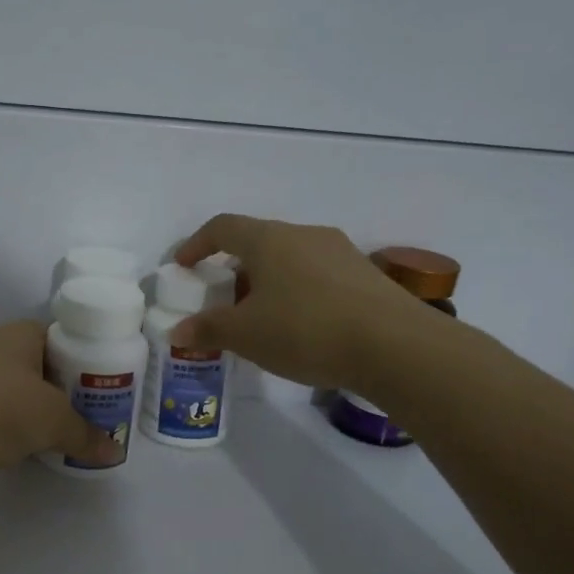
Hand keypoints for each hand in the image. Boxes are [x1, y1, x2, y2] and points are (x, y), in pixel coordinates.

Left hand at [0, 320, 112, 502]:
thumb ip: (85, 433)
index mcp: (19, 336)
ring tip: (90, 437)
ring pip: (30, 403)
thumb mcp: (52, 417)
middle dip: (76, 393)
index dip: (90, 355)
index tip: (117, 379)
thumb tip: (114, 451)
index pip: (64, 337)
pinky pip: (13, 429)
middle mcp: (0, 357)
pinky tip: (54, 454)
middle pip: (50, 371)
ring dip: (52, 420)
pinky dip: (31, 441)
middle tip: (111, 413)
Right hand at [174, 214, 439, 389]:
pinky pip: (318, 276)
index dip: (197, 244)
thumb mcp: (246, 335)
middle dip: (235, 268)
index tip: (184, 265)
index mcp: (269, 240)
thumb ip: (208, 329)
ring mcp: (340, 252)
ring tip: (262, 317)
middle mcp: (304, 235)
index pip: (223, 227)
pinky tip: (302, 327)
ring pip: (291, 259)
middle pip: (259, 242)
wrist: (395, 346)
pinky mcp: (366, 275)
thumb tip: (178, 331)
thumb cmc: (305, 330)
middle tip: (223, 300)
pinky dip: (298, 293)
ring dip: (269, 281)